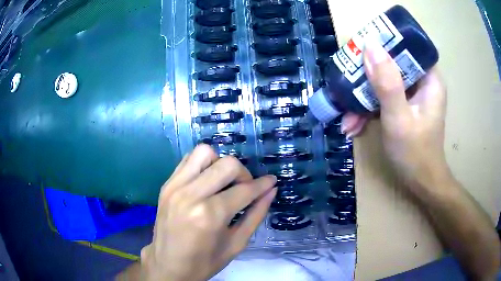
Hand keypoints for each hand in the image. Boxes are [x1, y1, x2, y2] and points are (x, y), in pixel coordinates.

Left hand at [140, 144, 276, 280]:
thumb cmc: (204, 262)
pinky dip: (202, 165)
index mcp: (210, 215)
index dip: (263, 184)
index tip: (271, 181)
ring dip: (220, 164)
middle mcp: (190, 195)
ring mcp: (174, 186)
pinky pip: (188, 160)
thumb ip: (256, 214)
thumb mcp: (236, 243)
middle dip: (243, 174)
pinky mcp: (166, 185)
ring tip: (223, 183)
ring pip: (204, 152)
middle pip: (227, 164)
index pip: (244, 190)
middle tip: (245, 188)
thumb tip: (271, 191)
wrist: (168, 265)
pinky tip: (206, 181)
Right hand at [342, 41, 448, 190]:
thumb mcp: (399, 118)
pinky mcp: (403, 105)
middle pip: (392, 63)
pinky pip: (383, 97)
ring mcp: (412, 95)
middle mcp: (421, 82)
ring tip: (347, 118)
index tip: (362, 48)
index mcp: (429, 78)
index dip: (385, 42)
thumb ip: (387, 83)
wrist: (420, 183)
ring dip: (363, 98)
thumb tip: (370, 45)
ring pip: (384, 82)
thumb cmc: (415, 153)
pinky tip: (353, 125)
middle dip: (367, 76)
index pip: (408, 46)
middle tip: (347, 83)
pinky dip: (368, 109)